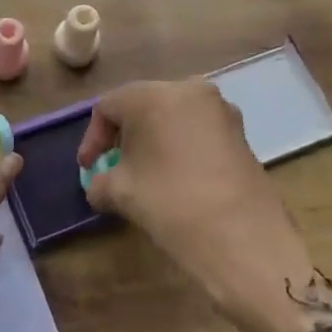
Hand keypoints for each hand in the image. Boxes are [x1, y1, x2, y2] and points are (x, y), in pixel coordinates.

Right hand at [78, 80, 331, 331]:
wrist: (244, 242)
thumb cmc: (171, 205)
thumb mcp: (121, 193)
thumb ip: (100, 181)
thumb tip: (98, 184)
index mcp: (154, 96)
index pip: (109, 107)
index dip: (93, 138)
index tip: (87, 168)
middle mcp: (189, 90)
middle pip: (143, 105)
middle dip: (125, 136)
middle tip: (113, 166)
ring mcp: (221, 111)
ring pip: (173, 117)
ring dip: (154, 141)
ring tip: (144, 175)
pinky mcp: (241, 134)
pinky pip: (198, 131)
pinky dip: (180, 148)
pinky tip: (175, 179)